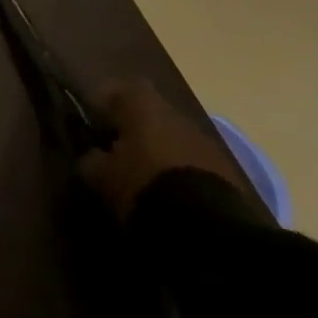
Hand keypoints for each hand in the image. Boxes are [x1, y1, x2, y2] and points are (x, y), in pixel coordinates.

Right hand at [77, 78, 248, 221]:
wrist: (210, 228)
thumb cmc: (143, 185)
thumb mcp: (101, 176)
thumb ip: (90, 159)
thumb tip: (91, 155)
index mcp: (141, 103)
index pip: (114, 89)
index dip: (101, 105)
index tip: (92, 127)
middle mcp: (174, 112)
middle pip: (147, 114)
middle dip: (133, 131)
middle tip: (116, 156)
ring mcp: (204, 141)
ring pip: (172, 139)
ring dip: (158, 153)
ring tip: (144, 181)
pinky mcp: (227, 171)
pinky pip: (192, 163)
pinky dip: (180, 174)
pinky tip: (171, 198)